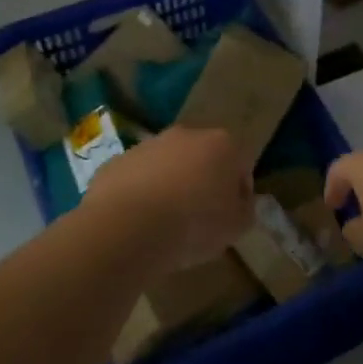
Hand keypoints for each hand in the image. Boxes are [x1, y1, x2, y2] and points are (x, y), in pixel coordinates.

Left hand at [82, 127, 252, 273]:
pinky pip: (137, 177)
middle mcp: (187, 135)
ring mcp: (148, 145)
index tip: (231, 216)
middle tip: (199, 216)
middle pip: (202, 158)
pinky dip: (140, 193)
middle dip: (203, 181)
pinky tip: (138, 221)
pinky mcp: (117, 161)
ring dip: (170, 185)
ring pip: (168, 165)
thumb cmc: (194, 225)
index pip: (241, 164)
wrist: (127, 228)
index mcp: (222, 145)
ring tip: (165, 222)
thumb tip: (239, 203)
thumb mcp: (236, 227)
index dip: (239, 191)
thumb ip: (245, 210)